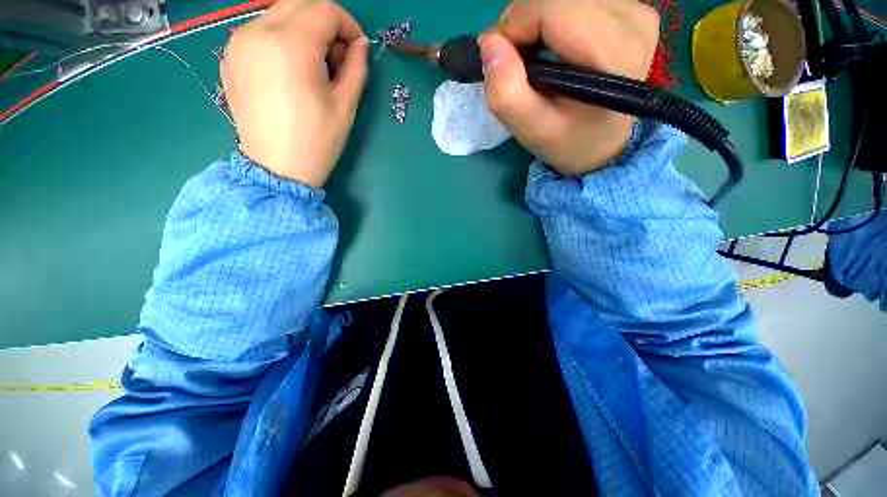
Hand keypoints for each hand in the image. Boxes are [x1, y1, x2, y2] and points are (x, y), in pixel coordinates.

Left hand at [221, 0, 368, 186]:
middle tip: (338, 57)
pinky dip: (282, 40)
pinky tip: (290, 71)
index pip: (325, 9)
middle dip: (326, 24)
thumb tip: (360, 45)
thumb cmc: (317, 141)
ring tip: (315, 67)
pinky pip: (261, 32)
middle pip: (299, 4)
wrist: (276, 169)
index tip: (357, 48)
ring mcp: (238, 42)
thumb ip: (356, 68)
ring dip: (304, 31)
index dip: (348, 25)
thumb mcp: (345, 106)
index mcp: (290, 44)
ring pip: (279, 15)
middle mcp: (257, 31)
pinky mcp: (230, 57)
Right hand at [480, 0, 659, 175]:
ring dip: (536, 19)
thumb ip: (507, 94)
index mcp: (612, 55)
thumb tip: (489, 43)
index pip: (553, 8)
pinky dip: (552, 16)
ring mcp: (635, 11)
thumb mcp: (532, 131)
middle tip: (513, 60)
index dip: (514, 26)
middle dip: (522, 21)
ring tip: (531, 55)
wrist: (602, 143)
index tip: (498, 58)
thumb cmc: (568, 141)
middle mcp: (632, 21)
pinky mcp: (631, 8)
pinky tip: (552, 44)